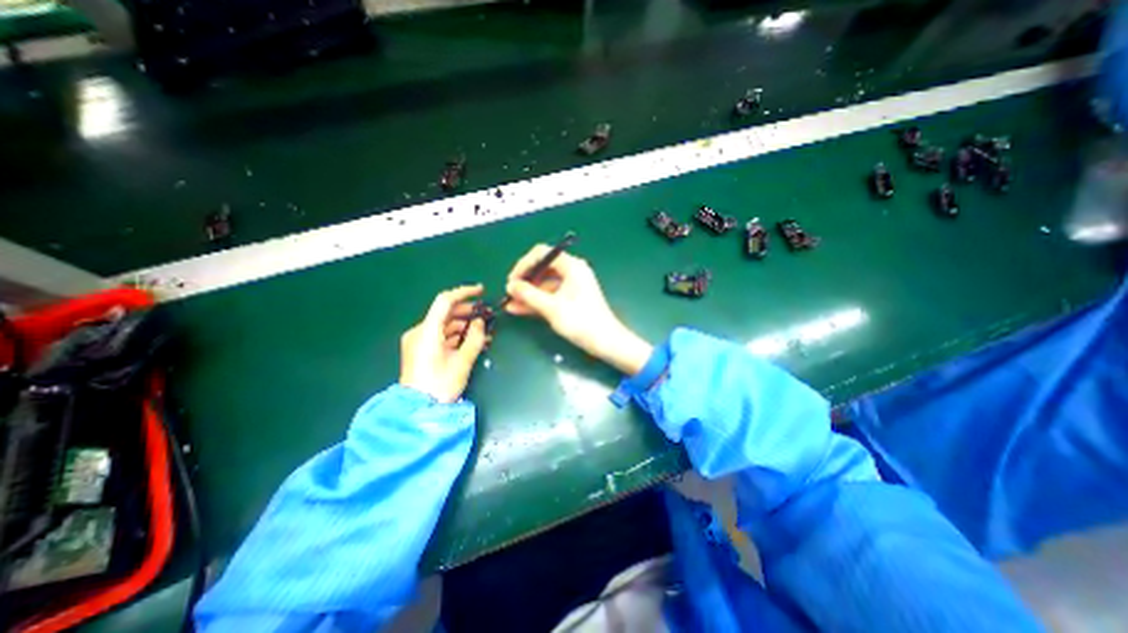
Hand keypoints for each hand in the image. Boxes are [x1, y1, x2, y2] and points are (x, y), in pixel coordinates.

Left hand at [400, 283, 488, 401]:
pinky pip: (441, 337)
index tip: (482, 291)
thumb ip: (475, 338)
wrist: (419, 410)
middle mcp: (420, 332)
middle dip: (468, 312)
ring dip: (465, 326)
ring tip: (485, 331)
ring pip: (445, 326)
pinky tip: (473, 341)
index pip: (445, 301)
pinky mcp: (421, 351)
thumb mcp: (463, 361)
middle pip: (445, 313)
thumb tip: (481, 322)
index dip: (464, 292)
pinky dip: (457, 336)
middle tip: (488, 315)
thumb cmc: (441, 385)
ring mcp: (419, 341)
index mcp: (427, 331)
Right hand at [503, 248, 652, 376]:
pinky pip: (550, 296)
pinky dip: (536, 301)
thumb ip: (529, 295)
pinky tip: (519, 309)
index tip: (512, 280)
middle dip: (525, 281)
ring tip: (509, 304)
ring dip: (528, 293)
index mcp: (572, 266)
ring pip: (544, 284)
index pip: (542, 254)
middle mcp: (572, 272)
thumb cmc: (581, 321)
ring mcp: (572, 286)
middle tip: (509, 293)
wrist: (605, 342)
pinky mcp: (570, 299)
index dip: (524, 264)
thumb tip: (510, 286)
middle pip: (543, 269)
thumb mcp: (552, 308)